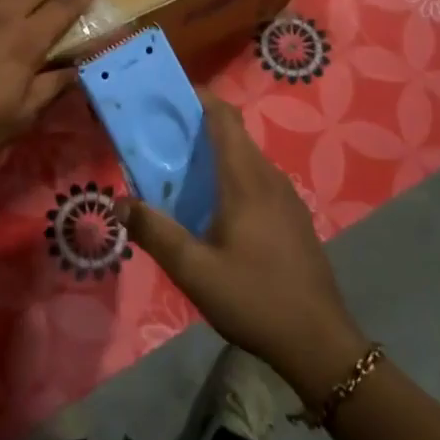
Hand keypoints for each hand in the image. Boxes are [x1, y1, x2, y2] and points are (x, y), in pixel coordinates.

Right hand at [118, 96, 369, 407]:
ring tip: (180, 171)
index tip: (168, 95)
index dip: (199, 98)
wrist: (320, 343)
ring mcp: (287, 198)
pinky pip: (258, 180)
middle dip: (198, 126)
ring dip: (215, 154)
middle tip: (160, 137)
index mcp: (246, 180)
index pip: (224, 118)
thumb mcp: (194, 271)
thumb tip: (119, 202)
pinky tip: (215, 208)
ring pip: (247, 158)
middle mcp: (269, 178)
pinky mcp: (294, 218)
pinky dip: (232, 176)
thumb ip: (155, 233)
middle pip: (234, 135)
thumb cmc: (254, 299)